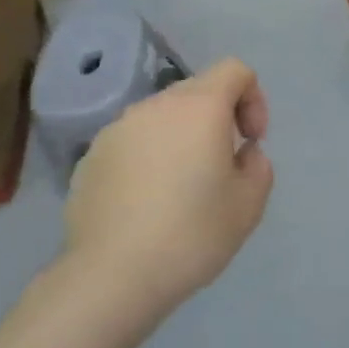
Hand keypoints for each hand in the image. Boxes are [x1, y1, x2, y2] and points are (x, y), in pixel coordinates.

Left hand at [63, 58, 273, 315]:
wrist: (111, 277)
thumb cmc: (192, 233)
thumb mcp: (249, 202)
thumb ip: (257, 165)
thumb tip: (240, 153)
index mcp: (199, 107)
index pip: (234, 70)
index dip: (254, 98)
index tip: (251, 140)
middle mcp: (155, 106)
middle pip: (198, 90)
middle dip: (219, 118)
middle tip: (223, 165)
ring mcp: (117, 130)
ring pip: (163, 118)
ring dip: (182, 138)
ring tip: (183, 187)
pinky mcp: (91, 158)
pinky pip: (134, 143)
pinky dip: (150, 158)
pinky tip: (148, 204)